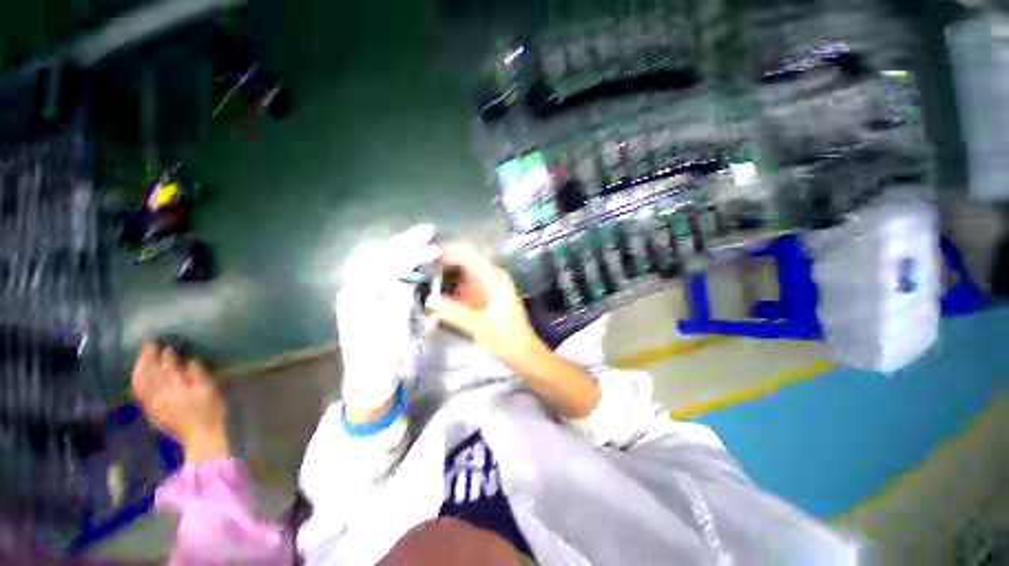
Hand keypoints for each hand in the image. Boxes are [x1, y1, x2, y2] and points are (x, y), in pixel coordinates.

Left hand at [131, 342, 229, 462]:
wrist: (201, 436)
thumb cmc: (210, 411)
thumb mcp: (209, 390)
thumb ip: (196, 373)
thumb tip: (187, 359)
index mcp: (173, 387)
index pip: (165, 366)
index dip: (165, 354)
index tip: (165, 343)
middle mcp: (157, 393)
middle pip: (148, 372)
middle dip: (147, 357)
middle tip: (149, 345)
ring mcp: (152, 403)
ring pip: (139, 382)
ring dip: (139, 368)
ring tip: (143, 357)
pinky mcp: (151, 410)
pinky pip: (139, 392)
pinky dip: (138, 381)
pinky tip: (140, 376)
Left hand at [336, 223, 438, 411]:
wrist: (370, 383)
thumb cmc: (385, 360)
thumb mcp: (395, 330)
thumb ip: (399, 298)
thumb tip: (408, 271)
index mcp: (358, 298)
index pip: (385, 264)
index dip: (410, 251)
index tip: (431, 243)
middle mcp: (354, 292)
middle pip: (377, 257)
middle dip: (403, 242)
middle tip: (426, 231)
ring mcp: (358, 296)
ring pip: (376, 263)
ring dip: (398, 249)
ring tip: (418, 240)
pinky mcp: (366, 303)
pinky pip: (379, 275)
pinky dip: (395, 263)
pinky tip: (407, 259)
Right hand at [426, 243, 548, 372]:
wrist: (525, 356)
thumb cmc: (507, 340)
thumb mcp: (480, 326)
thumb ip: (454, 312)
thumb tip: (428, 299)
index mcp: (494, 279)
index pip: (468, 254)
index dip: (446, 251)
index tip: (424, 257)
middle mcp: (491, 278)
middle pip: (463, 263)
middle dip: (441, 265)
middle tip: (418, 272)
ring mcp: (488, 289)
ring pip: (461, 277)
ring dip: (443, 280)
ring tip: (421, 284)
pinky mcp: (483, 300)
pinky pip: (463, 291)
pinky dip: (450, 294)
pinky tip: (435, 302)